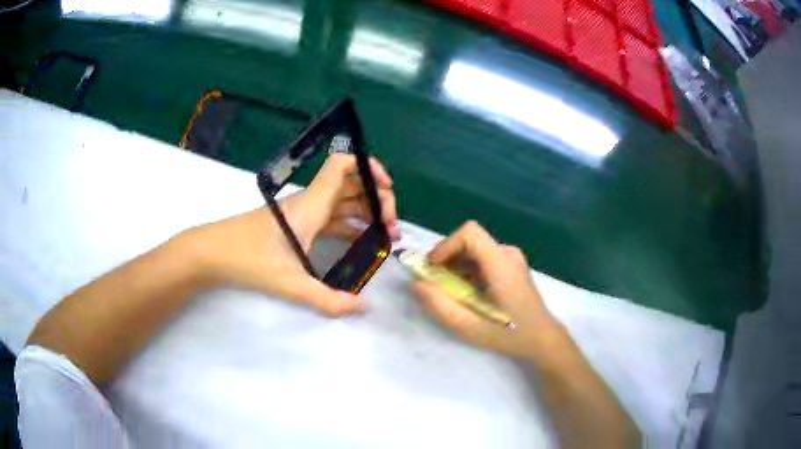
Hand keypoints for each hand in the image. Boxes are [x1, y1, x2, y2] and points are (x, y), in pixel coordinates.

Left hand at [177, 154, 397, 315]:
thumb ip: (328, 300)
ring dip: (366, 214)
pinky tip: (361, 242)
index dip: (369, 167)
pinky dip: (350, 225)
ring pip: (342, 203)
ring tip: (385, 236)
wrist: (213, 253)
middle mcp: (310, 203)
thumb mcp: (290, 284)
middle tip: (391, 227)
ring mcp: (303, 214)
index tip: (388, 188)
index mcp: (311, 205)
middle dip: (377, 199)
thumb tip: (364, 308)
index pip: (342, 166)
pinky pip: (330, 219)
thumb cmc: (248, 259)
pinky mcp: (296, 226)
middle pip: (351, 185)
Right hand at [412, 221, 565, 359]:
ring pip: (473, 250)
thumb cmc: (509, 335)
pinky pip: (481, 258)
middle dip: (446, 259)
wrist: (542, 339)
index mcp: (501, 263)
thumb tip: (416, 284)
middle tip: (436, 285)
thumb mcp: (470, 328)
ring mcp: (511, 258)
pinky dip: (467, 271)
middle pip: (468, 240)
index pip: (469, 233)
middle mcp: (507, 253)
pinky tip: (468, 293)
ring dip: (455, 266)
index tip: (433, 269)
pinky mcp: (511, 265)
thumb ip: (440, 306)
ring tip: (452, 293)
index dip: (446, 246)